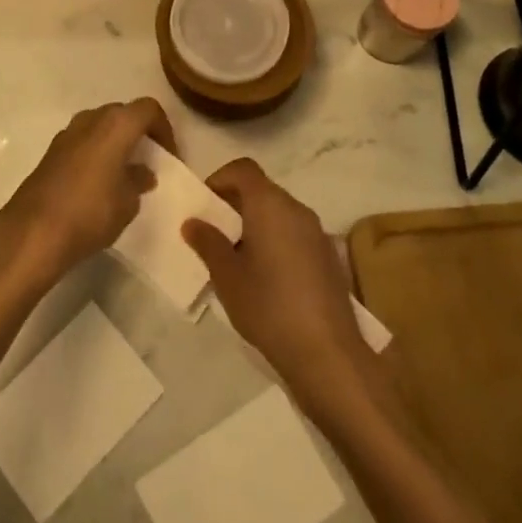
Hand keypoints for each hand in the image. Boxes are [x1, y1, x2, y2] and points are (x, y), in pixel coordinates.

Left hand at [0, 99, 170, 286]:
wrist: (34, 231)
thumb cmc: (91, 212)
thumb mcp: (128, 202)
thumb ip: (138, 180)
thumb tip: (142, 172)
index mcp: (116, 124)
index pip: (148, 109)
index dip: (164, 129)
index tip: (169, 156)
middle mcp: (91, 119)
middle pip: (123, 113)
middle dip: (139, 133)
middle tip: (149, 160)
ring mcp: (67, 133)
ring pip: (100, 126)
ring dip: (116, 142)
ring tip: (125, 172)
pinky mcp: (51, 151)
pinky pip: (83, 141)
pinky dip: (96, 152)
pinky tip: (99, 182)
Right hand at [183, 159, 372, 393]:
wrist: (328, 354)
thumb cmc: (268, 306)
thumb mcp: (227, 276)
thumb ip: (208, 243)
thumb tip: (193, 222)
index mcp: (269, 204)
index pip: (243, 169)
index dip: (220, 179)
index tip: (205, 205)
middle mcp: (296, 208)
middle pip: (261, 189)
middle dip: (235, 204)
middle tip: (215, 234)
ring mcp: (317, 233)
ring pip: (279, 213)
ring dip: (256, 224)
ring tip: (238, 259)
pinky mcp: (329, 257)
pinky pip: (295, 234)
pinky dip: (277, 241)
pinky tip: (267, 278)